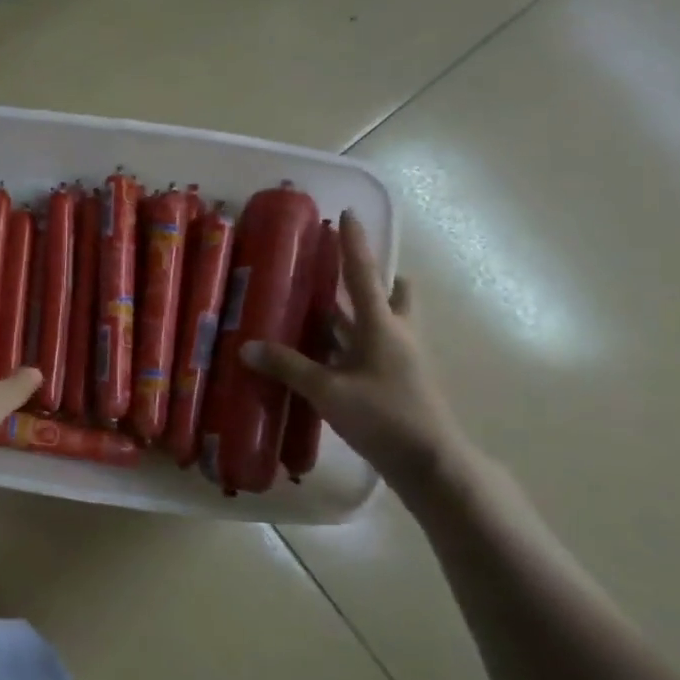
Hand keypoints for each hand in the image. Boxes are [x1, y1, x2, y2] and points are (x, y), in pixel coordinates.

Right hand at [240, 212, 468, 491]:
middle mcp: (397, 335)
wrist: (432, 464)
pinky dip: (351, 345)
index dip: (354, 244)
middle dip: (374, 279)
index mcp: (383, 326)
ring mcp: (401, 360)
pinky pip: (372, 350)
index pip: (365, 274)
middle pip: (392, 295)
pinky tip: (324, 356)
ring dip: (357, 314)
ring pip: (382, 323)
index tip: (347, 214)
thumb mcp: (328, 390)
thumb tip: (247, 346)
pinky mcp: (398, 382)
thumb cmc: (384, 417)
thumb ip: (288, 366)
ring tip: (321, 310)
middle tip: (341, 273)